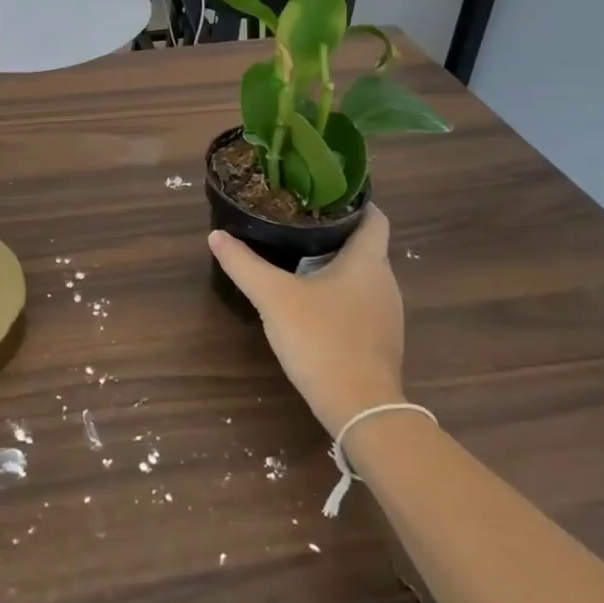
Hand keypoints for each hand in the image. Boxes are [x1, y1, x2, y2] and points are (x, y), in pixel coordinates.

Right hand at [209, 205, 404, 435]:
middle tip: (297, 221)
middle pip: (366, 245)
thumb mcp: (273, 297)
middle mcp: (385, 282)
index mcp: (367, 261)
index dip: (355, 201)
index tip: (324, 192)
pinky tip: (311, 300)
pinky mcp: (380, 341)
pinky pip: (361, 302)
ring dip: (336, 264)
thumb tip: (216, 235)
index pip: (375, 217)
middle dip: (335, 232)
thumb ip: (244, 264)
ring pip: (363, 276)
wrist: (361, 409)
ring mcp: (386, 315)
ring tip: (299, 255)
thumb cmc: (322, 339)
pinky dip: (340, 293)